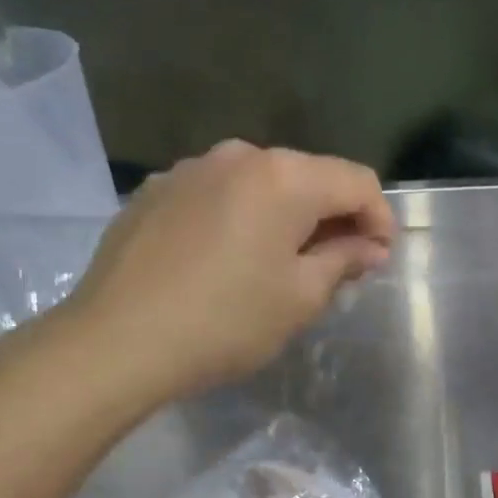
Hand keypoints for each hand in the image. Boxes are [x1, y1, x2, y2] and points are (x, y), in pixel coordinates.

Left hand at [48, 141, 393, 400]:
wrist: (117, 341)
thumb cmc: (225, 322)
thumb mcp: (300, 298)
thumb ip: (343, 261)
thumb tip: (369, 246)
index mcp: (283, 177)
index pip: (356, 181)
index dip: (379, 218)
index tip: (380, 259)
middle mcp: (238, 156)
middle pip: (307, 176)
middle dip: (333, 217)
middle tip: (339, 266)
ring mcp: (189, 170)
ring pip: (260, 185)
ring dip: (285, 217)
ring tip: (282, 264)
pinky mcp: (155, 192)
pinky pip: (218, 196)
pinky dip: (240, 219)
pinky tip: (228, 260)